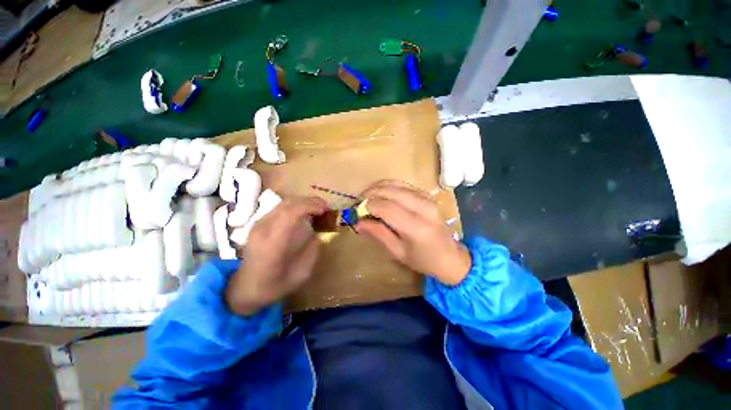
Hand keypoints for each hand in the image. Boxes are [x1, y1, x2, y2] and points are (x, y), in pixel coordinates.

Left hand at [225, 196, 327, 315]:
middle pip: (288, 204)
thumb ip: (312, 251)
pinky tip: (304, 212)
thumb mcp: (301, 274)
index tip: (326, 210)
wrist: (245, 288)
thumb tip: (317, 232)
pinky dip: (296, 205)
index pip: (290, 213)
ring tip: (318, 208)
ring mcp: (258, 224)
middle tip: (326, 207)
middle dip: (310, 201)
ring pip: (284, 202)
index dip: (311, 206)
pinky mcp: (258, 223)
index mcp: (273, 244)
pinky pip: (280, 207)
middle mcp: (263, 229)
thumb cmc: (274, 285)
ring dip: (304, 202)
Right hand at [355, 180, 470, 285]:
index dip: (367, 206)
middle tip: (359, 203)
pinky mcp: (427, 195)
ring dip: (377, 188)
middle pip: (390, 191)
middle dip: (370, 194)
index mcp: (416, 227)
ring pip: (395, 184)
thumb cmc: (423, 260)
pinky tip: (381, 195)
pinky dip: (389, 186)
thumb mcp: (398, 252)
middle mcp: (423, 207)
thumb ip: (378, 234)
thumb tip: (358, 222)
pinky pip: (403, 184)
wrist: (451, 256)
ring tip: (367, 198)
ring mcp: (426, 198)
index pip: (385, 207)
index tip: (357, 212)